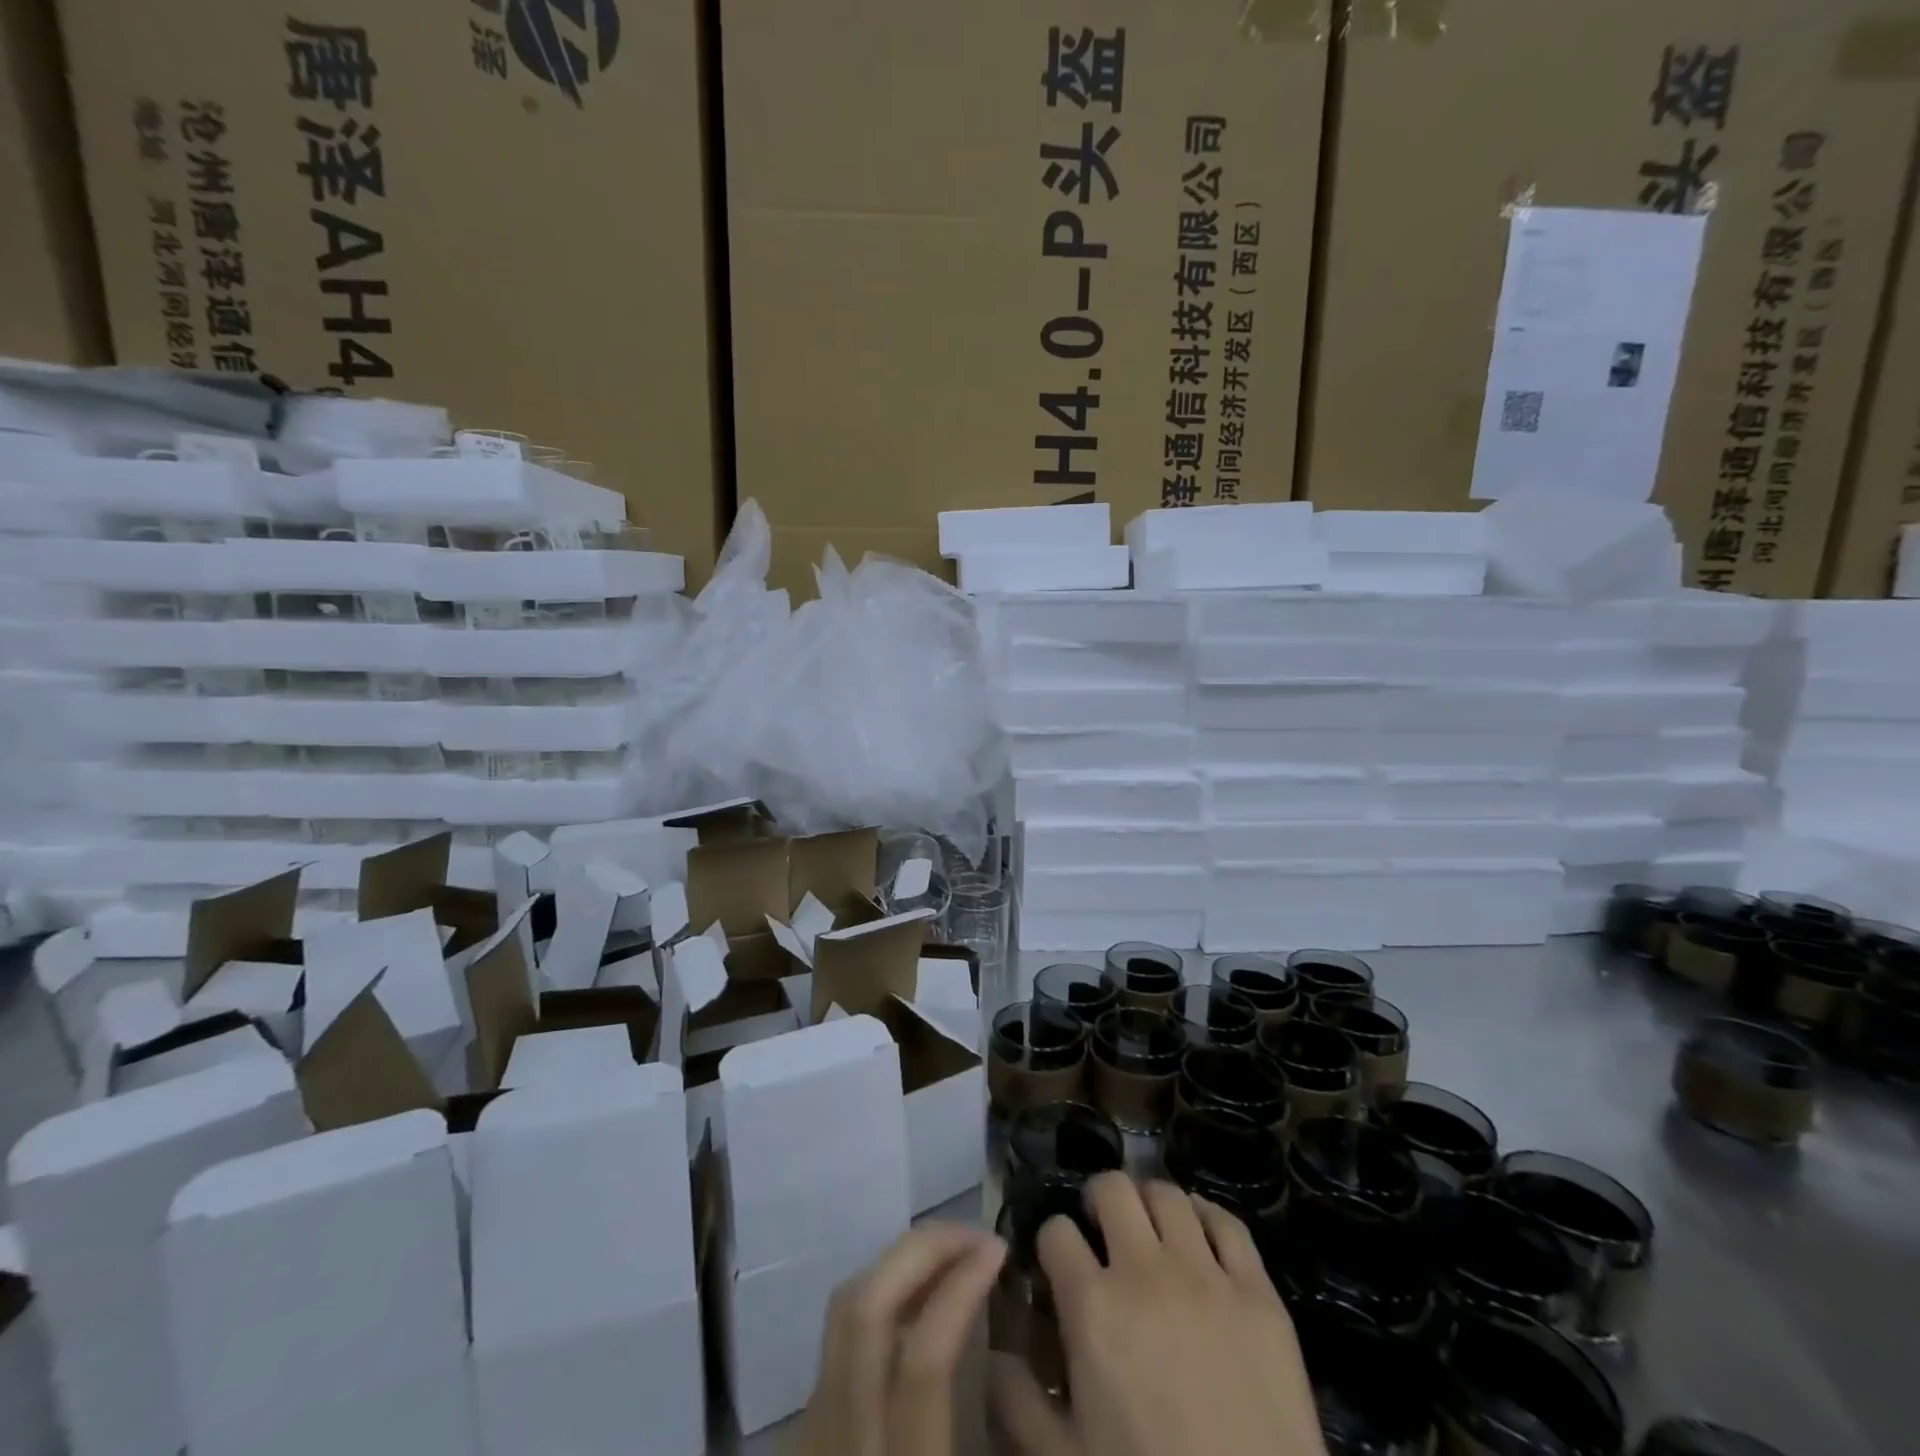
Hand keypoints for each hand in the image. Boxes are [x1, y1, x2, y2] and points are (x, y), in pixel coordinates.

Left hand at [797, 1224, 1006, 1455]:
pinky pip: (839, 1331)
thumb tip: (1013, 1349)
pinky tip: (917, 1298)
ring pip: (845, 1306)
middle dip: (923, 1250)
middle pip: (866, 1308)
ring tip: (953, 1254)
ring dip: (901, 1264)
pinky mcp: (802, 1419)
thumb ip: (996, 1423)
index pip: (923, 1356)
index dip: (961, 1288)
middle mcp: (840, 1436)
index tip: (998, 1248)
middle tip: (977, 1236)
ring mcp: (811, 1423)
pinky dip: (882, 1294)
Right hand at [992, 1173, 1327, 1455]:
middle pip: (1112, 1189)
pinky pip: (1228, 1223)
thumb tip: (994, 1353)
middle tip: (1101, 1232)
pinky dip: (1207, 1216)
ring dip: (1149, 1204)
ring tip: (1149, 1231)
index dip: (1052, 1243)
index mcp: (1093, 1308)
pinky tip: (1198, 1232)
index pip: (1057, 1232)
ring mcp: (1207, 1277)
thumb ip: (1018, 1401)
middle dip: (1098, 1202)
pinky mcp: (1258, 1294)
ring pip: (1167, 1194)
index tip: (1058, 1265)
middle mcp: (1145, 1272)